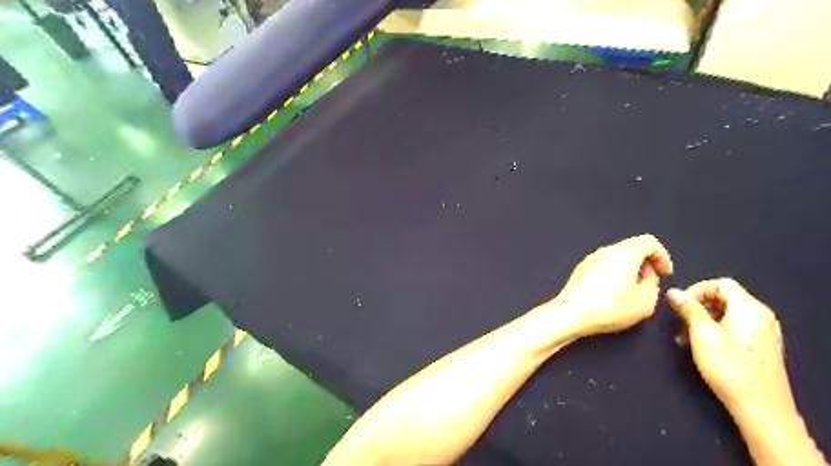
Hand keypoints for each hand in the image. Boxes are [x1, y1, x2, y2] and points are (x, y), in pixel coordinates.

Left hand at [555, 235, 670, 337]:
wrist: (570, 314)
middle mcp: (606, 250)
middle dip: (646, 262)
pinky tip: (614, 292)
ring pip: (617, 255)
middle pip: (632, 247)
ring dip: (630, 267)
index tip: (665, 274)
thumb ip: (653, 285)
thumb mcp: (645, 303)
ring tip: (633, 289)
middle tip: (651, 281)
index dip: (662, 256)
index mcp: (624, 253)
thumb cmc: (608, 308)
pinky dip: (615, 271)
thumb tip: (648, 278)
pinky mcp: (581, 268)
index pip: (649, 242)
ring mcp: (591, 258)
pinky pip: (604, 263)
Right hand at [663, 279, 790, 416]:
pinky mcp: (760, 346)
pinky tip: (700, 346)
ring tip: (685, 338)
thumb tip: (673, 292)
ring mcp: (763, 331)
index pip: (721, 284)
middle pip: (723, 297)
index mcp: (749, 309)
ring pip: (726, 313)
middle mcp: (760, 316)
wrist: (760, 407)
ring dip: (702, 320)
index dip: (696, 290)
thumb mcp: (701, 334)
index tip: (679, 305)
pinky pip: (734, 327)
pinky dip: (714, 330)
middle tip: (679, 323)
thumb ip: (688, 309)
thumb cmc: (729, 367)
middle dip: (697, 307)